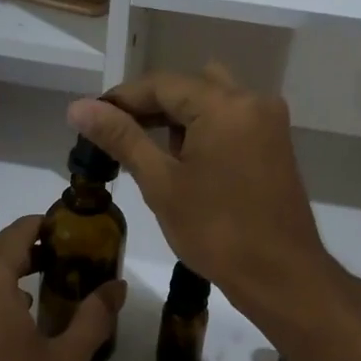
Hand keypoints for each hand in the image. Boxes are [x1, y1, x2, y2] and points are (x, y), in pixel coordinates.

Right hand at [68, 66, 330, 318]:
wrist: (281, 276)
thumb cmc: (217, 231)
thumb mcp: (162, 183)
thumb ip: (122, 138)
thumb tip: (79, 107)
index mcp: (225, 105)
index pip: (162, 84)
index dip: (122, 98)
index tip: (91, 119)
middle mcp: (252, 101)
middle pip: (189, 86)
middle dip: (150, 106)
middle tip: (116, 134)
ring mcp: (269, 122)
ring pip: (212, 101)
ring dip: (177, 117)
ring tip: (146, 150)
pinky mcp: (275, 144)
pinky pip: (231, 120)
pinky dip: (203, 129)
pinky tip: (182, 160)